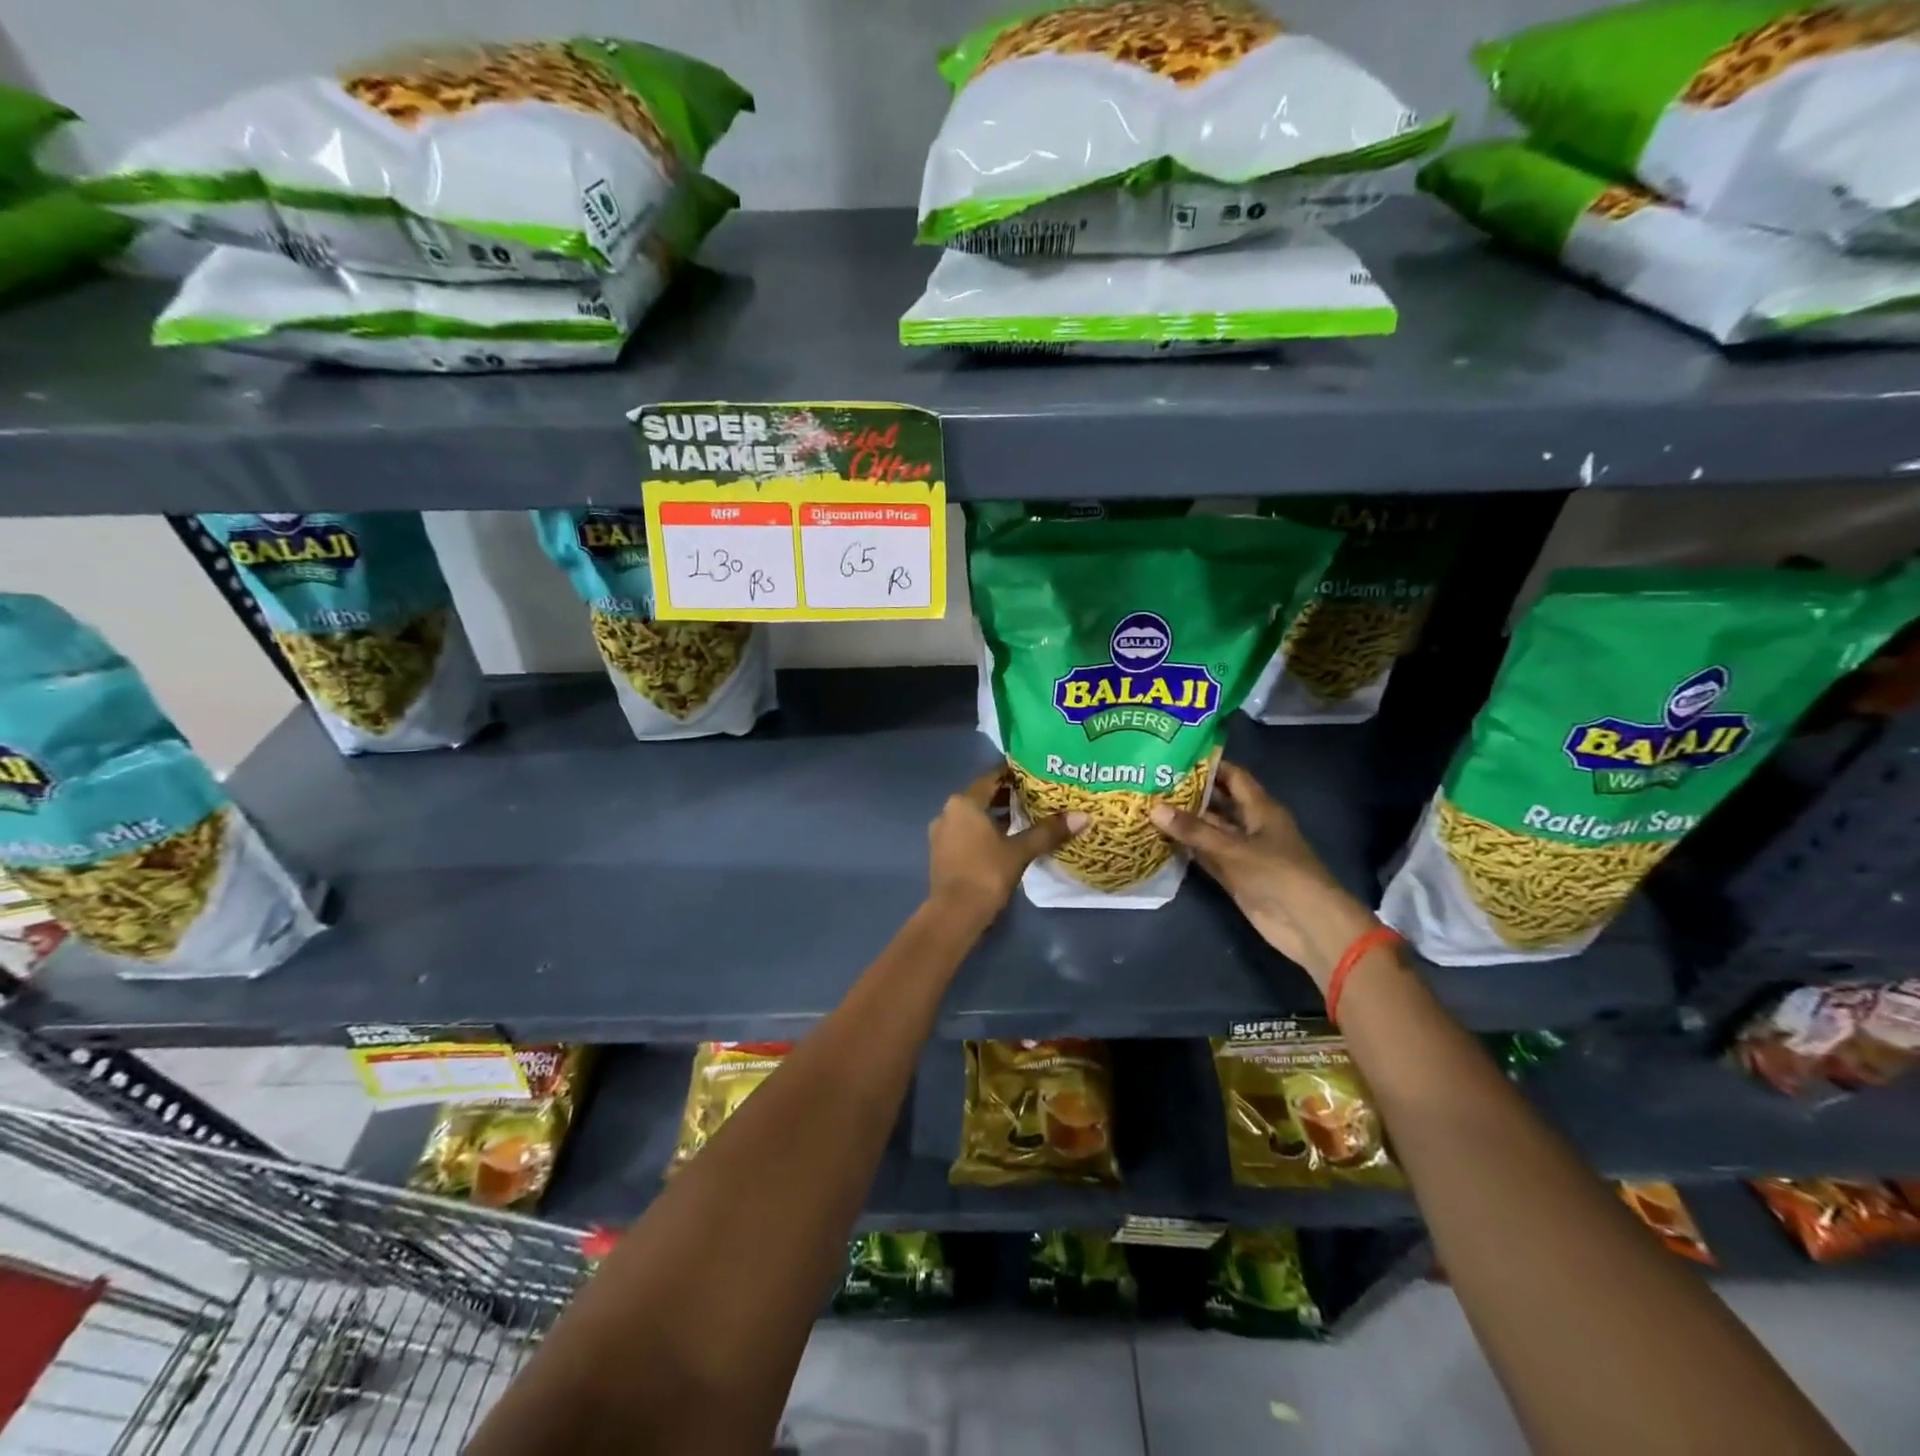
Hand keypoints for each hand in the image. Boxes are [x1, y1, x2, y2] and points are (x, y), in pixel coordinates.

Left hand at [928, 768, 1086, 920]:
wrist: (954, 914)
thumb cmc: (986, 873)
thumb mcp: (1020, 850)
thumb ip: (1048, 832)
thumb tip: (1082, 817)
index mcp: (964, 803)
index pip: (991, 778)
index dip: (1013, 774)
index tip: (1036, 773)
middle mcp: (948, 812)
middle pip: (982, 796)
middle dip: (1008, 796)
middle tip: (1038, 795)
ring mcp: (942, 833)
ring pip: (975, 816)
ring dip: (997, 816)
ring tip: (1027, 817)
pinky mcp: (943, 853)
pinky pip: (967, 832)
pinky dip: (986, 831)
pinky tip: (1008, 840)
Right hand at [1150, 760, 1376, 987]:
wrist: (1306, 923)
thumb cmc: (1277, 874)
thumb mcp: (1233, 848)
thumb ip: (1193, 830)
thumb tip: (1153, 807)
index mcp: (1261, 809)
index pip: (1233, 777)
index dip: (1209, 765)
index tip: (1176, 756)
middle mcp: (1251, 825)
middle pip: (1218, 803)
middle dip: (1189, 793)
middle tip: (1153, 782)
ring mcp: (1242, 852)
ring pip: (1210, 830)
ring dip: (1185, 823)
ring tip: (1149, 807)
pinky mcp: (1234, 876)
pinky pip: (1207, 856)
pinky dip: (1188, 849)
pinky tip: (1161, 840)